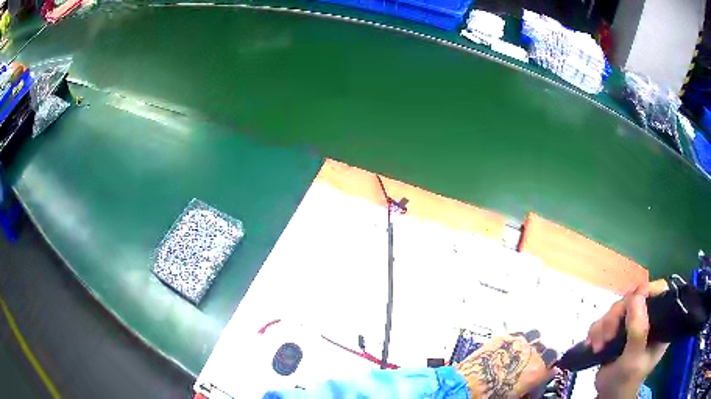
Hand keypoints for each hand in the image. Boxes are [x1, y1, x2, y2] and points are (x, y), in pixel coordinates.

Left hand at [455, 330, 557, 397]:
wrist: (467, 386)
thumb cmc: (491, 393)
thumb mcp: (517, 395)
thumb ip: (531, 387)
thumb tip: (534, 387)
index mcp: (538, 370)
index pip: (553, 365)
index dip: (549, 369)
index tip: (546, 371)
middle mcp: (531, 352)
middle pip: (546, 348)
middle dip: (542, 356)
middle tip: (533, 364)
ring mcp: (517, 342)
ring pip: (534, 335)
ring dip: (531, 343)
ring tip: (523, 352)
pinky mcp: (502, 337)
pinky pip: (515, 334)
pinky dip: (515, 340)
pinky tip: (509, 348)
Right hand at [586, 282, 668, 398]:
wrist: (607, 397)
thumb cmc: (625, 382)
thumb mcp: (633, 360)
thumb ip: (638, 332)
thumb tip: (637, 296)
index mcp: (661, 323)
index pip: (660, 293)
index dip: (647, 292)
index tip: (630, 304)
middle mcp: (649, 318)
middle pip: (634, 298)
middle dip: (617, 316)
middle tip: (607, 336)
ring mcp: (633, 323)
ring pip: (618, 308)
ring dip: (604, 325)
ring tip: (598, 345)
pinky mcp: (618, 329)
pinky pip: (605, 318)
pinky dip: (597, 330)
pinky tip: (594, 344)